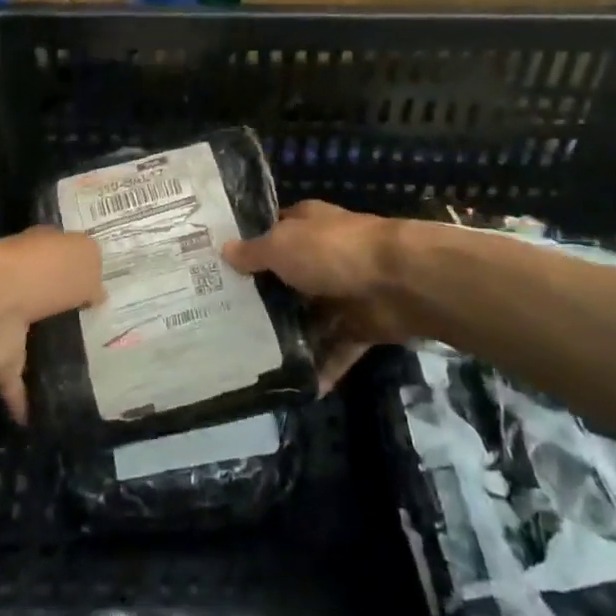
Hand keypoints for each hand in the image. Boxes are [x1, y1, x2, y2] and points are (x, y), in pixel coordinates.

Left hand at [0, 227, 102, 421]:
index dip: (78, 267)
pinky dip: (24, 399)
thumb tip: (94, 293)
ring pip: (30, 336)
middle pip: (46, 295)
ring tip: (79, 372)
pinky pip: (14, 381)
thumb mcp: (86, 255)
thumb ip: (93, 272)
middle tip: (96, 331)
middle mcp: (22, 281)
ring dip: (45, 352)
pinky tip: (43, 416)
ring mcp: (5, 321)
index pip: (61, 253)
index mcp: (42, 250)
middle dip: (64, 310)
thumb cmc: (45, 271)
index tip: (100, 287)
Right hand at [224, 200, 407, 389]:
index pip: (271, 233)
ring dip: (289, 338)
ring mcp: (343, 291)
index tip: (216, 271)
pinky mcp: (361, 325)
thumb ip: (254, 252)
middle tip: (222, 324)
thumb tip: (225, 249)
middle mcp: (322, 255)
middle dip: (261, 299)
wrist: (398, 281)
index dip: (247, 249)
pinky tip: (295, 389)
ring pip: (310, 317)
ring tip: (250, 362)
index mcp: (305, 225)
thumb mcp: (282, 245)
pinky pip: (336, 349)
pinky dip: (321, 368)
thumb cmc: (332, 251)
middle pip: (286, 278)